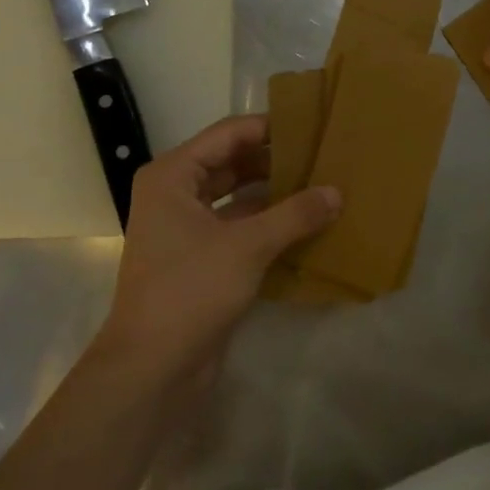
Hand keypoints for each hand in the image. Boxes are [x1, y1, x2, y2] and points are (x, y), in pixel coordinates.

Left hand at [93, 115, 340, 391]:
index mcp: (173, 176)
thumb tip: (337, 192)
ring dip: (275, 194)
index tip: (313, 124)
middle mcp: (176, 194)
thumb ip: (295, 214)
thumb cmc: (190, 290)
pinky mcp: (201, 258)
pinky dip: (269, 223)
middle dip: (276, 160)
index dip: (270, 127)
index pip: (228, 134)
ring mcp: (187, 228)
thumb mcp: (248, 246)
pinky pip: (240, 227)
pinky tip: (307, 224)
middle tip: (324, 155)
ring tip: (322, 185)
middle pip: (233, 163)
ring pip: (239, 197)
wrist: (153, 365)